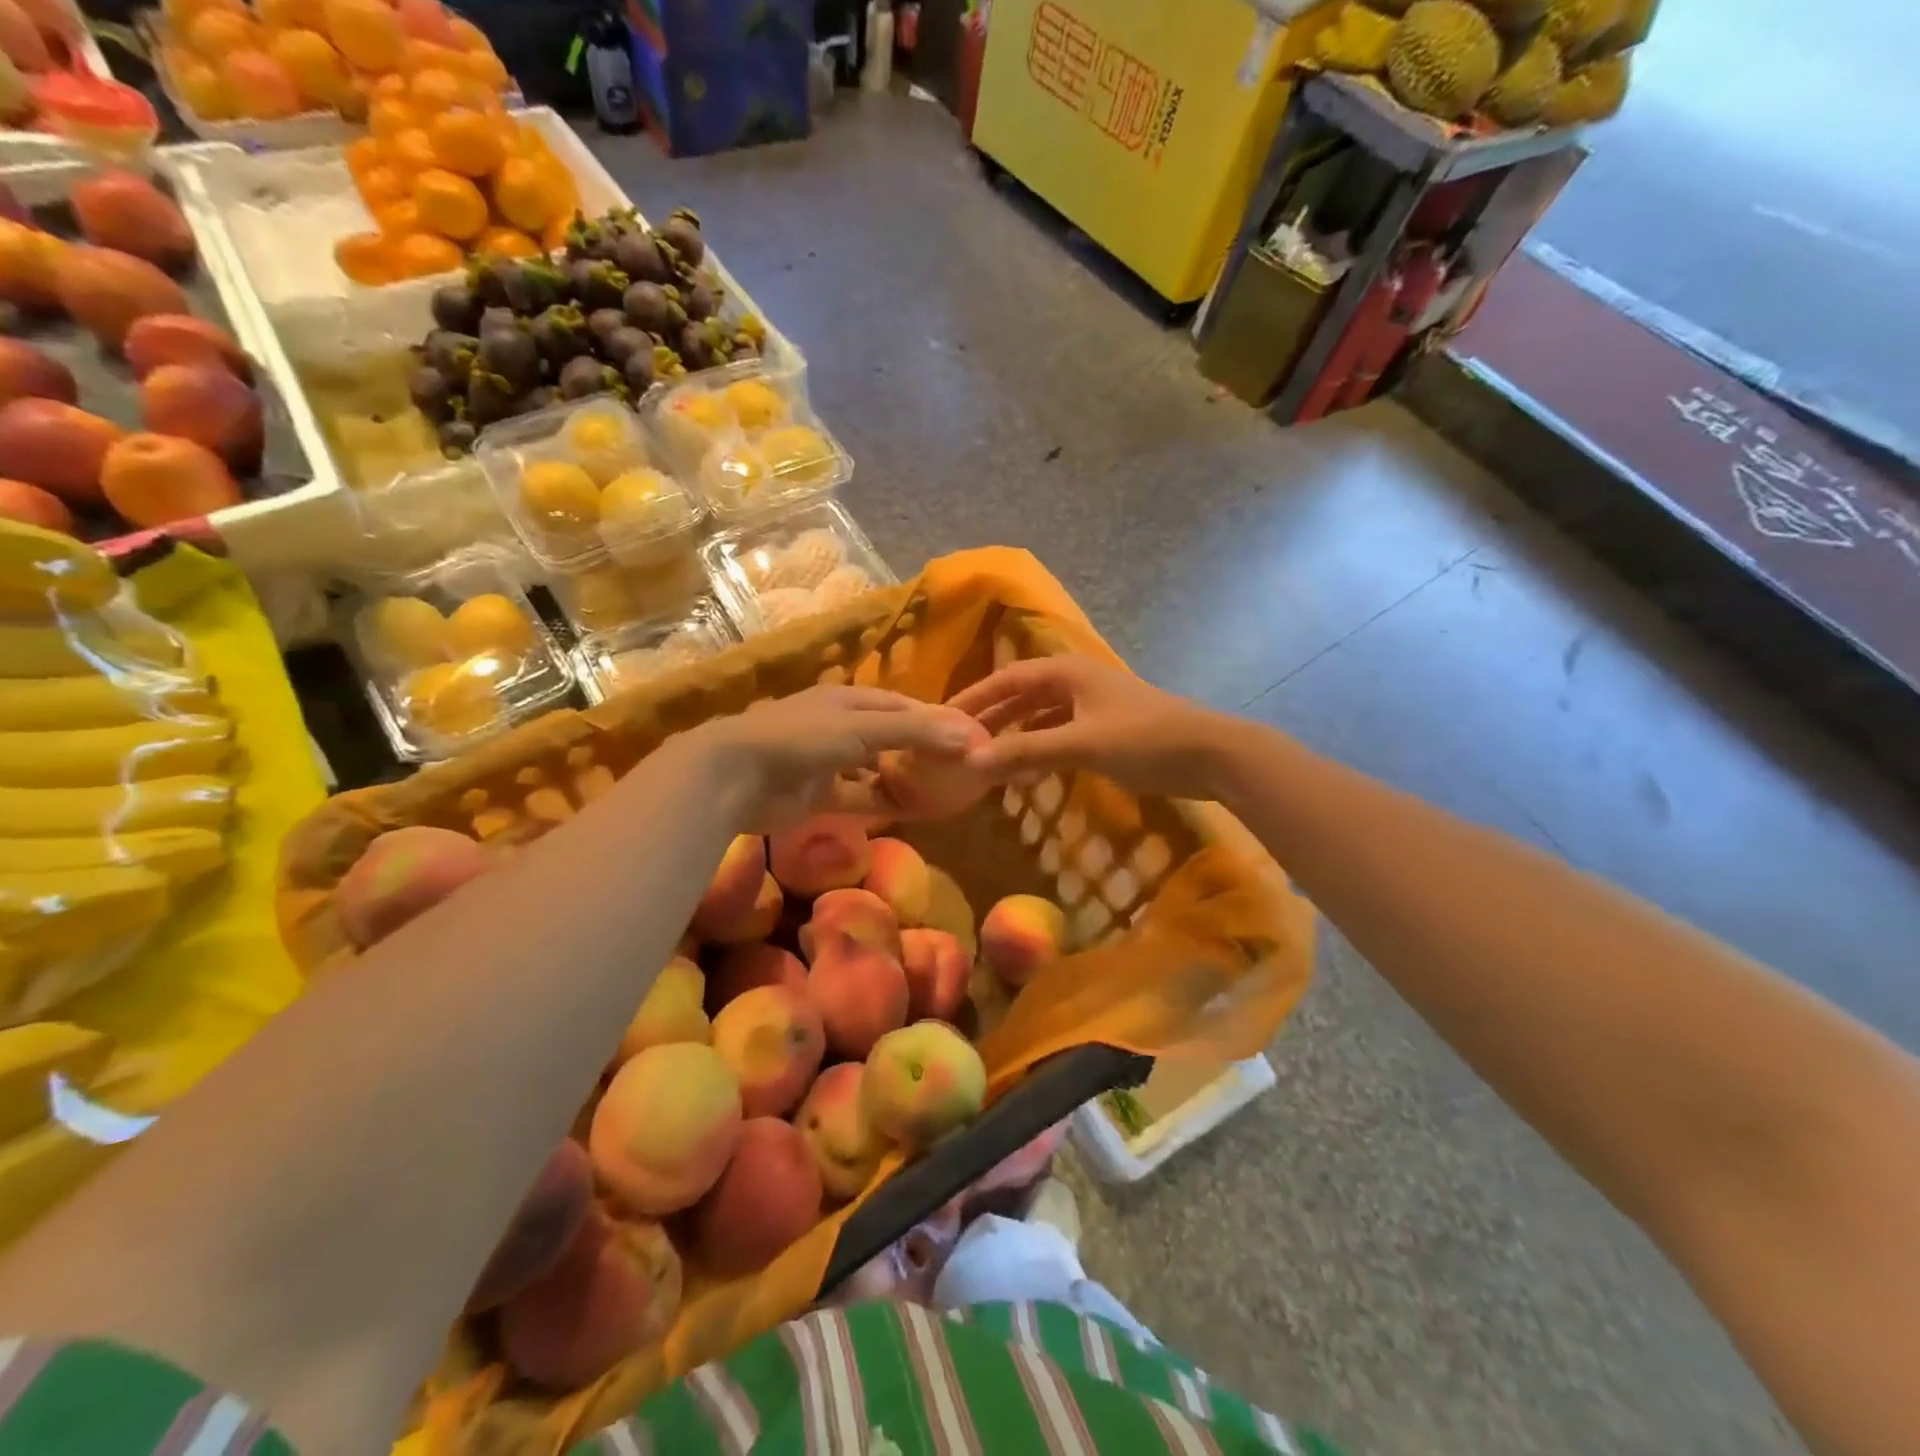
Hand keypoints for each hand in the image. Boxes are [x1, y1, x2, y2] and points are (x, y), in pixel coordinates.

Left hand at [695, 684, 987, 831]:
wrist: (735, 776)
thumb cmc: (801, 739)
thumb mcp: (861, 728)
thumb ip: (914, 733)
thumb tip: (969, 737)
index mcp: (848, 699)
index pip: (901, 705)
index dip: (934, 718)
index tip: (967, 734)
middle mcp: (839, 726)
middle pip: (891, 736)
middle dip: (922, 749)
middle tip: (960, 766)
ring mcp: (828, 763)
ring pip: (876, 769)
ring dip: (904, 778)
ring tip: (942, 791)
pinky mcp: (818, 796)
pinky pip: (860, 797)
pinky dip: (884, 802)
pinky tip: (912, 811)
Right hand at [946, 655, 1239, 800]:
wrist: (1212, 755)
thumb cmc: (1145, 739)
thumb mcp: (1081, 744)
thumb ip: (1026, 751)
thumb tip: (970, 761)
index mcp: (1066, 672)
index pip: (1006, 679)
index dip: (973, 698)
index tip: (941, 719)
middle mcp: (1075, 682)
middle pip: (1020, 697)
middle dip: (990, 720)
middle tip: (955, 744)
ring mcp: (1092, 706)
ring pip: (1039, 719)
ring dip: (1013, 738)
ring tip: (983, 762)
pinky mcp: (1105, 730)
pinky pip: (1058, 736)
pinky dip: (1039, 751)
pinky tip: (1024, 773)